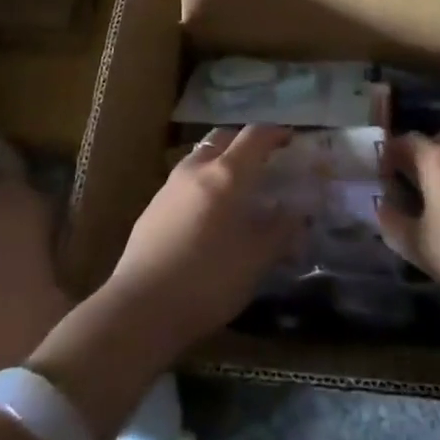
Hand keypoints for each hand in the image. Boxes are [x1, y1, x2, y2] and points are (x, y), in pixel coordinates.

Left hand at [101, 125, 301, 361]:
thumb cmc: (208, 279)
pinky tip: (207, 214)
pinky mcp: (152, 207)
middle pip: (223, 138)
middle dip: (244, 142)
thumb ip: (280, 231)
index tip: (290, 138)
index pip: (254, 136)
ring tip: (235, 187)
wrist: (141, 306)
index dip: (274, 133)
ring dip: (220, 161)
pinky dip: (202, 183)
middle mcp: (196, 169)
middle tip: (262, 161)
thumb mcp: (256, 260)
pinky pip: (185, 181)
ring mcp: (170, 186)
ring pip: (200, 157)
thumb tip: (297, 212)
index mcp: (226, 174)